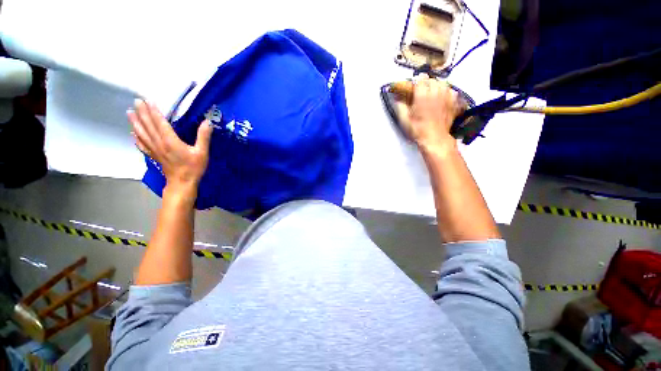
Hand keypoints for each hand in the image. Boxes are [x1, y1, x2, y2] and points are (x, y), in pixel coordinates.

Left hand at [128, 99, 212, 193]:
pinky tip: (133, 134)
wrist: (182, 183)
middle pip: (148, 126)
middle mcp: (159, 143)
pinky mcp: (154, 156)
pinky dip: (136, 138)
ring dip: (135, 122)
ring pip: (142, 133)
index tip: (148, 100)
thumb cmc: (193, 168)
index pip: (159, 122)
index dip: (154, 111)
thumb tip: (207, 122)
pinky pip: (142, 145)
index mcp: (170, 141)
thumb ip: (204, 136)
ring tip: (129, 112)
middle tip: (136, 101)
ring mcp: (154, 150)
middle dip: (142, 112)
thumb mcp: (202, 152)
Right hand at [395, 77, 462, 151]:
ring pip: (442, 83)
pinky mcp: (453, 102)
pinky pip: (451, 91)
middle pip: (432, 80)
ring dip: (436, 85)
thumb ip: (400, 106)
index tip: (414, 85)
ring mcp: (446, 96)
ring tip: (432, 92)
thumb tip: (397, 98)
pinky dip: (446, 91)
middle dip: (426, 83)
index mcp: (422, 95)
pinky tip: (442, 96)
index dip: (417, 81)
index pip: (421, 79)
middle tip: (422, 90)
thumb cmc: (417, 129)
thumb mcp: (404, 119)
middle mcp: (435, 92)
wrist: (434, 138)